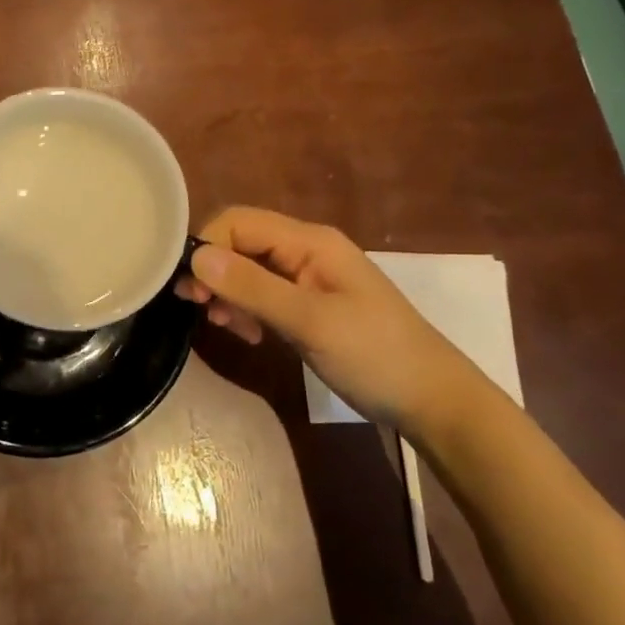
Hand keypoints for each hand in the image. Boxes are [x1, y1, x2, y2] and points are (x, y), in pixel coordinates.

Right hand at [177, 207, 480, 431]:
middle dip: (214, 272)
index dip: (207, 247)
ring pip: (248, 270)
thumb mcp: (310, 321)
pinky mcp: (308, 306)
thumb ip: (252, 287)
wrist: (433, 401)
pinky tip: (248, 335)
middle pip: (241, 244)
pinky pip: (264, 295)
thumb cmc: (375, 355)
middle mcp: (305, 251)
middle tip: (200, 310)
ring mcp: (308, 279)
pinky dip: (247, 310)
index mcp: (310, 242)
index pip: (239, 222)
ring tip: (226, 327)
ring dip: (228, 293)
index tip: (191, 291)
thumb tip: (195, 257)